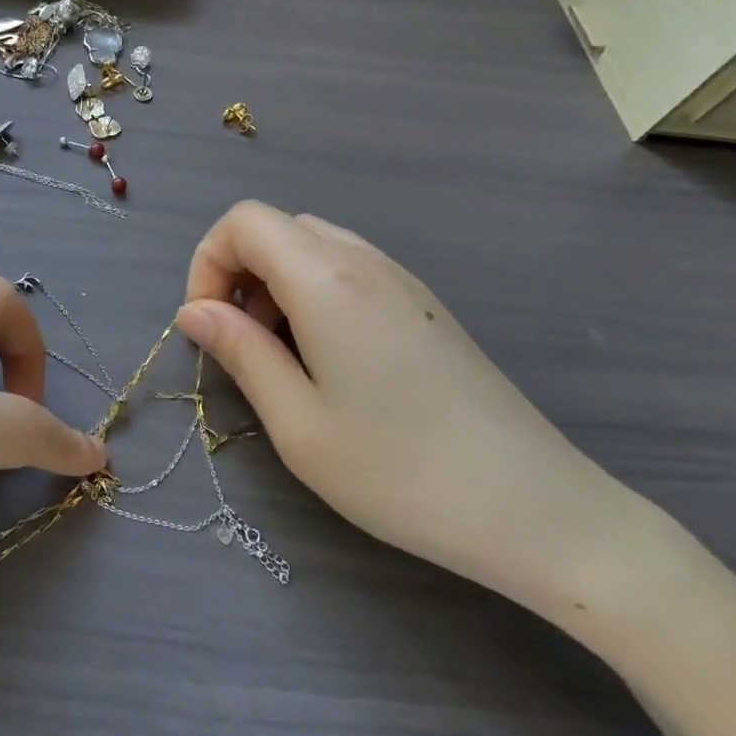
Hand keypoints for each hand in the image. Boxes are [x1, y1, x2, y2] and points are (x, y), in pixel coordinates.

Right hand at [176, 202, 638, 613]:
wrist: (541, 513)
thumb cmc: (402, 472)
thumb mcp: (297, 423)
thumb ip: (239, 352)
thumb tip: (194, 312)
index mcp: (327, 280)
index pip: (244, 222)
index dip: (208, 263)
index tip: (210, 327)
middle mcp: (365, 262)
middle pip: (277, 228)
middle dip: (239, 273)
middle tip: (243, 344)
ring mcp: (402, 281)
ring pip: (313, 246)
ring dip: (276, 285)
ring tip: (283, 357)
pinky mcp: (425, 306)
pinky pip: (349, 270)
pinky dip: (314, 294)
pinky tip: (331, 362)